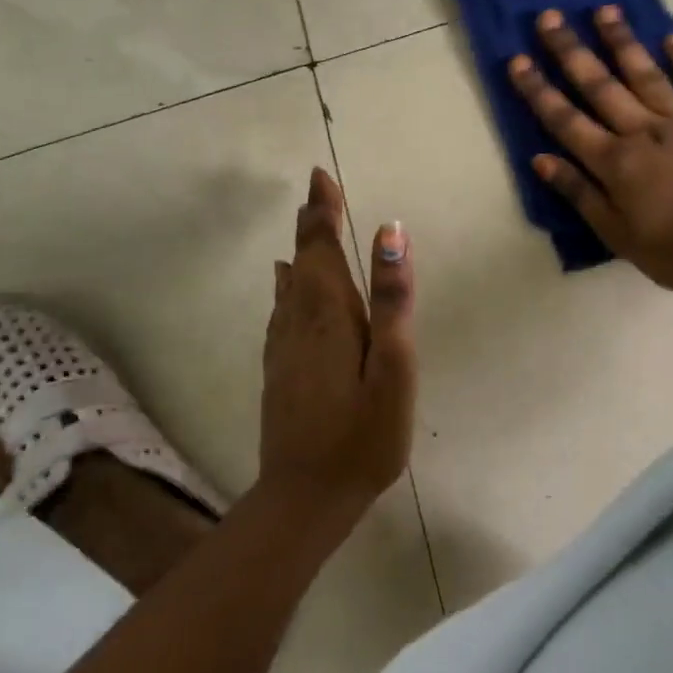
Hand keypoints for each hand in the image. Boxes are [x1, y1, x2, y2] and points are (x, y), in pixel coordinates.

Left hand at [259, 169, 415, 532]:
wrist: (305, 496)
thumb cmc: (363, 435)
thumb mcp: (393, 367)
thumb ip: (391, 299)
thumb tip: (389, 232)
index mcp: (329, 314)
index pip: (322, 247)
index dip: (323, 210)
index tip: (319, 175)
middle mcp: (299, 321)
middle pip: (304, 260)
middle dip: (312, 224)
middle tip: (317, 191)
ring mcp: (284, 346)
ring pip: (290, 284)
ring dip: (301, 251)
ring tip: (306, 226)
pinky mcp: (279, 369)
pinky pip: (282, 309)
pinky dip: (288, 285)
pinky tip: (286, 284)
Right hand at [509, 7, 672, 293]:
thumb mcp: (616, 233)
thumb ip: (579, 193)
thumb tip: (541, 159)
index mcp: (615, 161)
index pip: (566, 120)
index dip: (538, 90)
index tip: (517, 60)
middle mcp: (644, 131)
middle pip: (601, 85)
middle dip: (571, 50)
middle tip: (550, 16)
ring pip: (647, 73)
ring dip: (623, 41)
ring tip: (604, 9)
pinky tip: (672, 36)